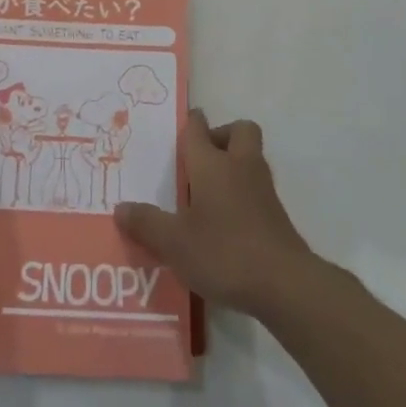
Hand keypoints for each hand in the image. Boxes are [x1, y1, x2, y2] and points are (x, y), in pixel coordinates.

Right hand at [113, 111, 318, 317]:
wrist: (284, 283)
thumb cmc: (224, 252)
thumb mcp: (174, 243)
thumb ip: (146, 223)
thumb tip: (121, 208)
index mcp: (212, 164)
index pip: (199, 129)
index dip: (190, 122)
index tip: (182, 124)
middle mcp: (240, 167)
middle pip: (239, 131)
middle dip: (221, 136)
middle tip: (199, 160)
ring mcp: (263, 190)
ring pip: (250, 158)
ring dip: (232, 165)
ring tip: (205, 194)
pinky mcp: (276, 215)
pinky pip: (256, 188)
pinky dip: (241, 193)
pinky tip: (223, 222)